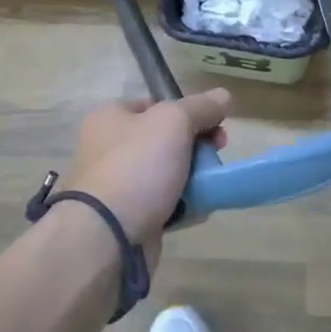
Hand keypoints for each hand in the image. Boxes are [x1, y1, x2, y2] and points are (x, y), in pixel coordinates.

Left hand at [64, 91, 230, 251]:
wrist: (106, 236)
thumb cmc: (136, 166)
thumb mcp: (173, 122)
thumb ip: (200, 107)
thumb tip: (223, 95)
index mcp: (110, 118)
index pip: (155, 105)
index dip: (188, 111)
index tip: (215, 125)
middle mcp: (109, 149)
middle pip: (165, 140)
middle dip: (197, 147)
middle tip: (217, 155)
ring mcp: (118, 186)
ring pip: (168, 174)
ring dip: (194, 179)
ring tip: (210, 187)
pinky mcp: (128, 219)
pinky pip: (165, 205)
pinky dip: (184, 207)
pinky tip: (199, 210)